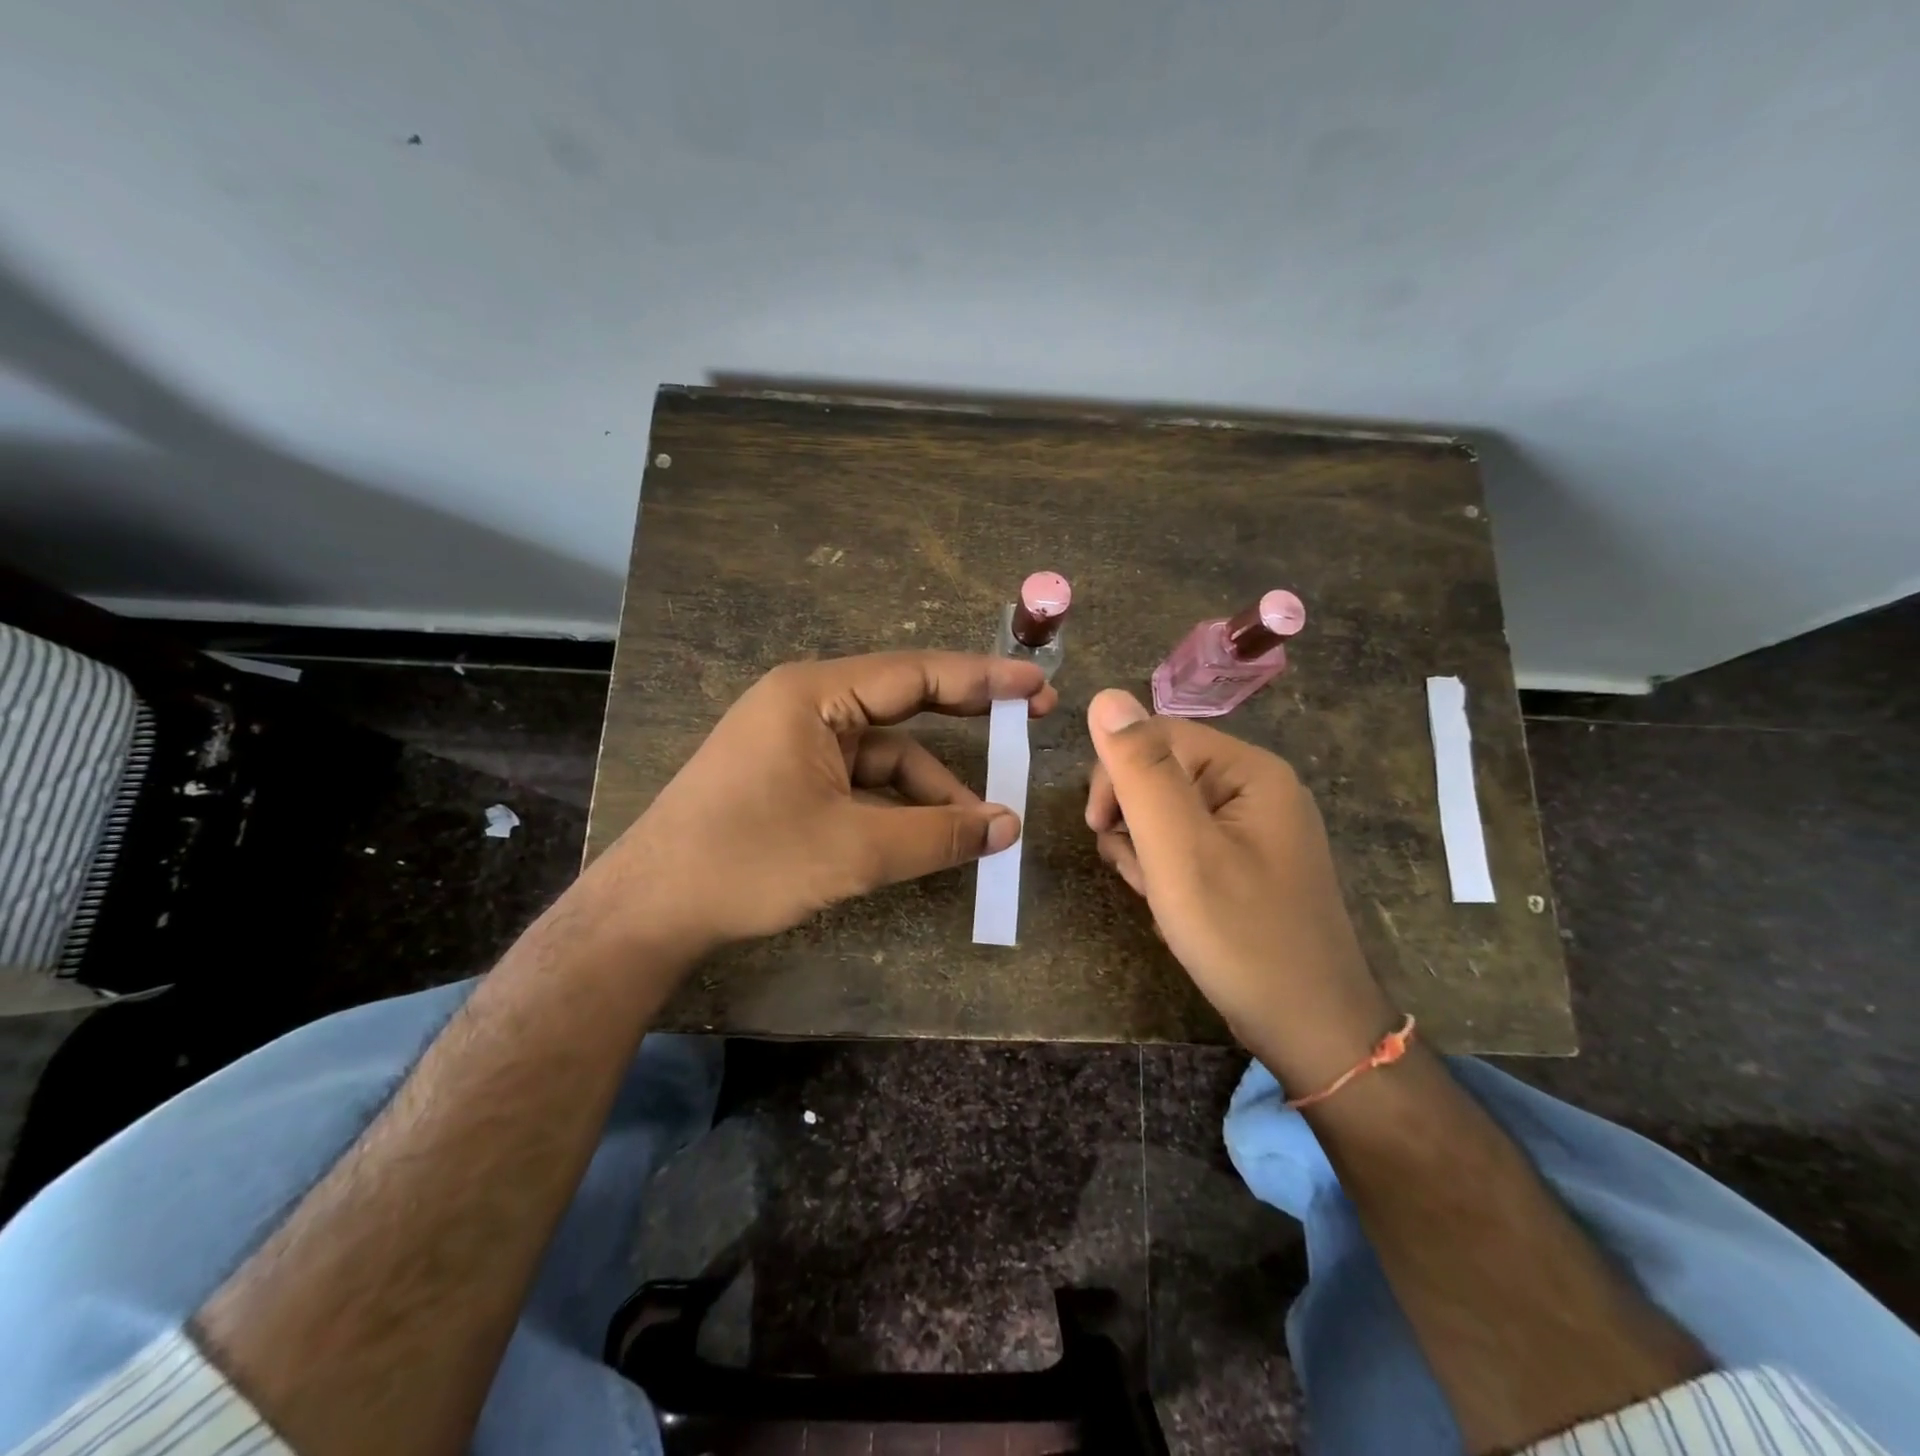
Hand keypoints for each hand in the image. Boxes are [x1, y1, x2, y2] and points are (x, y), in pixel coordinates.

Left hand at [590, 652, 1056, 959]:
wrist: (651, 909)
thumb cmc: (749, 862)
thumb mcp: (855, 849)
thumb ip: (938, 834)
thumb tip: (1008, 828)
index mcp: (815, 694)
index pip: (916, 674)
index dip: (983, 681)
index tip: (1038, 688)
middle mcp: (807, 704)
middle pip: (904, 704)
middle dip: (966, 718)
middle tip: (1028, 722)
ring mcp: (797, 742)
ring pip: (885, 754)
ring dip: (931, 788)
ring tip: (980, 828)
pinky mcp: (792, 777)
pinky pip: (861, 780)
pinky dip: (898, 804)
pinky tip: (931, 836)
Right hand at [1084, 689, 1395, 1087]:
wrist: (1310, 1031)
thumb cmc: (1241, 936)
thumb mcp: (1179, 850)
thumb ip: (1141, 771)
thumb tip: (1106, 697)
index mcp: (1250, 771)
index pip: (1157, 736)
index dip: (1116, 776)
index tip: (1099, 829)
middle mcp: (1258, 789)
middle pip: (1162, 774)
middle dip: (1134, 821)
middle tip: (1141, 874)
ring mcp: (1256, 829)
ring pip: (1168, 815)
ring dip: (1147, 852)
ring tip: (1160, 898)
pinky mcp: (1248, 864)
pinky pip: (1188, 847)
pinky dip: (1168, 873)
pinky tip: (1174, 908)